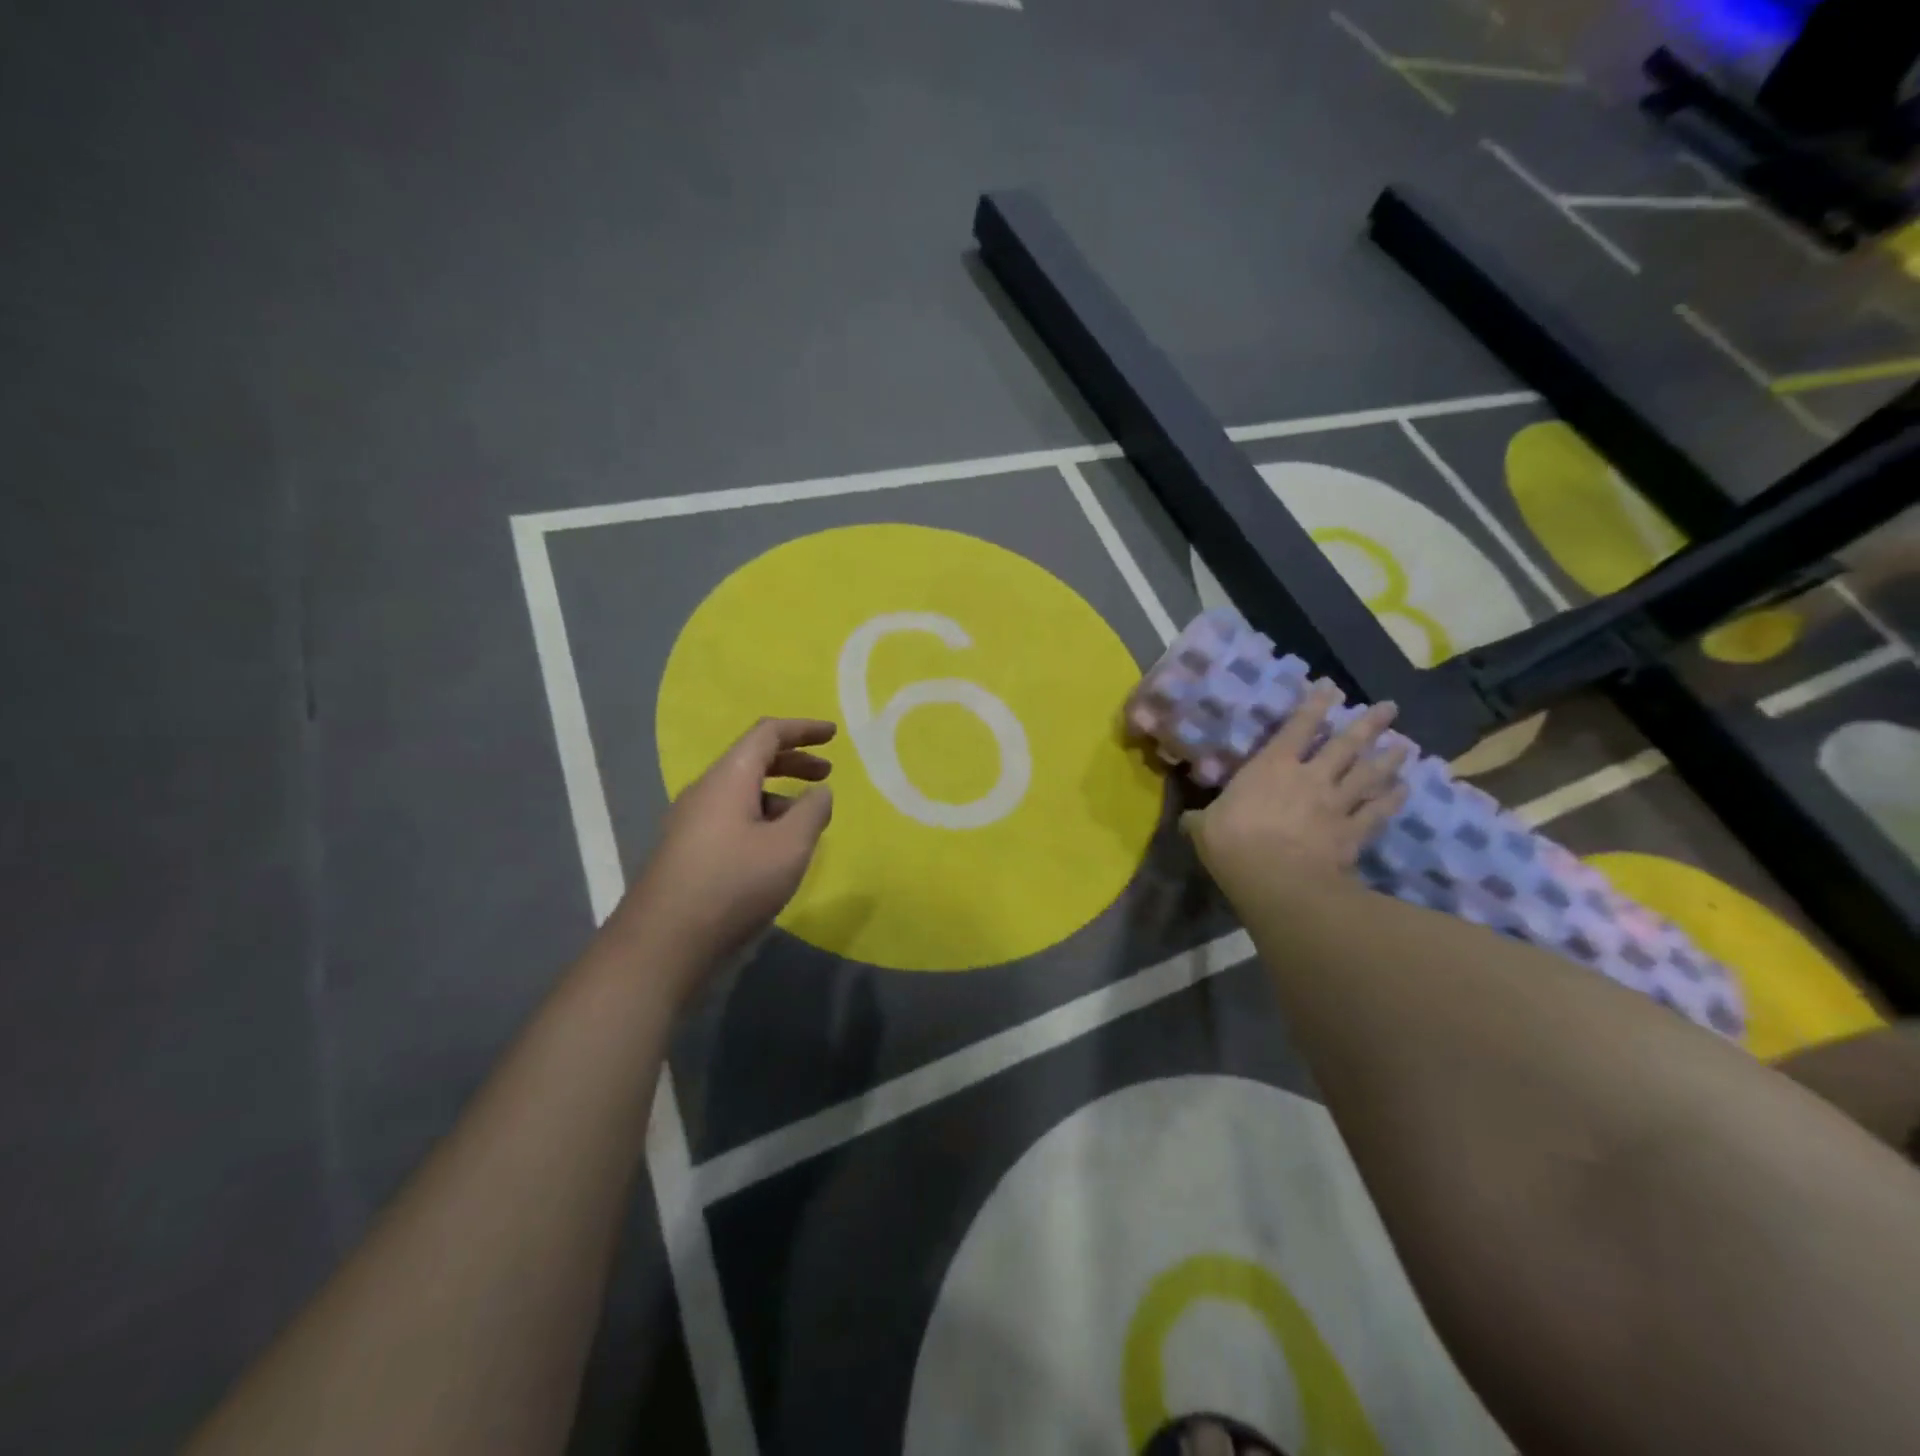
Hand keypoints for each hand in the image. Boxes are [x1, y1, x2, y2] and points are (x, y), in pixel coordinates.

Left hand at [611, 718, 836, 985]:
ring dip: (778, 794)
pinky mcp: (687, 851)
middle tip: (826, 774)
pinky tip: (775, 850)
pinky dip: (761, 817)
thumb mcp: (789, 846)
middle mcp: (704, 791)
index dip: (803, 729)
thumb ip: (812, 812)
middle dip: (794, 761)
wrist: (663, 944)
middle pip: (752, 759)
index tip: (833, 734)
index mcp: (728, 778)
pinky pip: (730, 817)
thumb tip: (819, 792)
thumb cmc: (733, 885)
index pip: (767, 734)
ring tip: (806, 819)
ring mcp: (690, 822)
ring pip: (741, 792)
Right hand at [1182, 686, 1407, 908]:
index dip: (1315, 705)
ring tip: (1404, 746)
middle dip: (1368, 724)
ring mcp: (1336, 804)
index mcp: (1271, 766)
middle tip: (1389, 707)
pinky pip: (1377, 812)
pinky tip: (1404, 791)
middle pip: (1345, 744)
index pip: (1297, 727)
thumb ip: (1202, 819)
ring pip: (1369, 775)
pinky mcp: (1353, 833)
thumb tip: (1187, 820)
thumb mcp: (1204, 827)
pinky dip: (1392, 800)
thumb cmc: (1232, 842)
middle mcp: (1310, 777)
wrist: (1276, 879)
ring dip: (1388, 759)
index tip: (1331, 686)